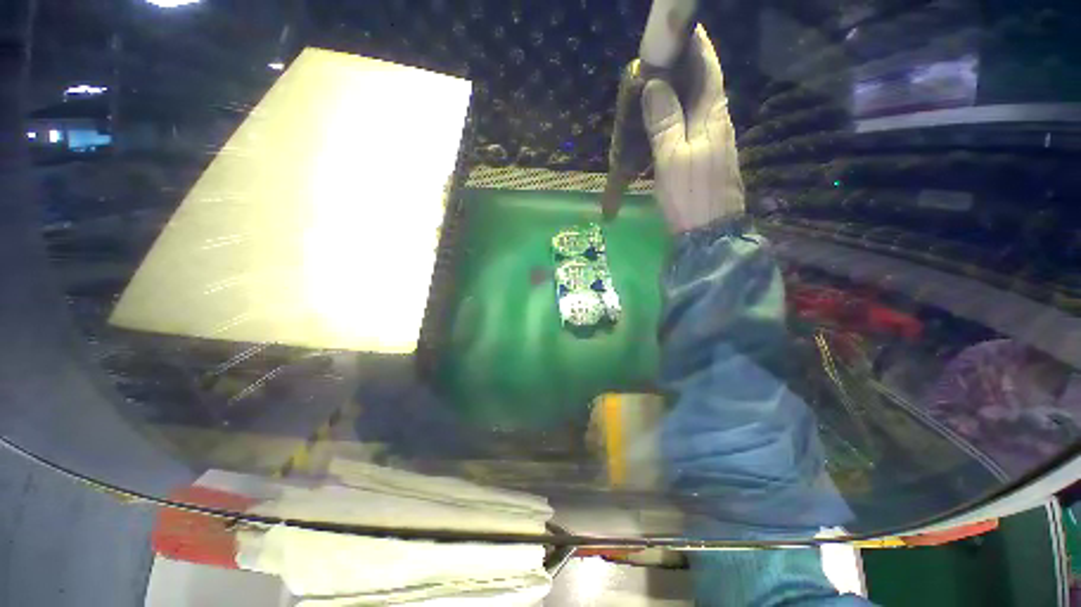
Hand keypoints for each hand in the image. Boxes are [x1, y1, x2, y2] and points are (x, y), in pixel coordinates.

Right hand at [642, 25, 744, 232]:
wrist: (710, 233)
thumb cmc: (691, 196)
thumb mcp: (673, 158)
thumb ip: (665, 121)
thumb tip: (655, 84)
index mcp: (713, 117)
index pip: (708, 69)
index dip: (697, 46)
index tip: (681, 30)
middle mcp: (718, 123)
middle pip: (704, 84)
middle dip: (685, 65)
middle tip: (658, 57)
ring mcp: (714, 142)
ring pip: (697, 105)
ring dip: (680, 90)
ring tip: (656, 83)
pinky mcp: (707, 158)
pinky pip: (692, 125)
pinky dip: (678, 114)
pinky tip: (664, 118)